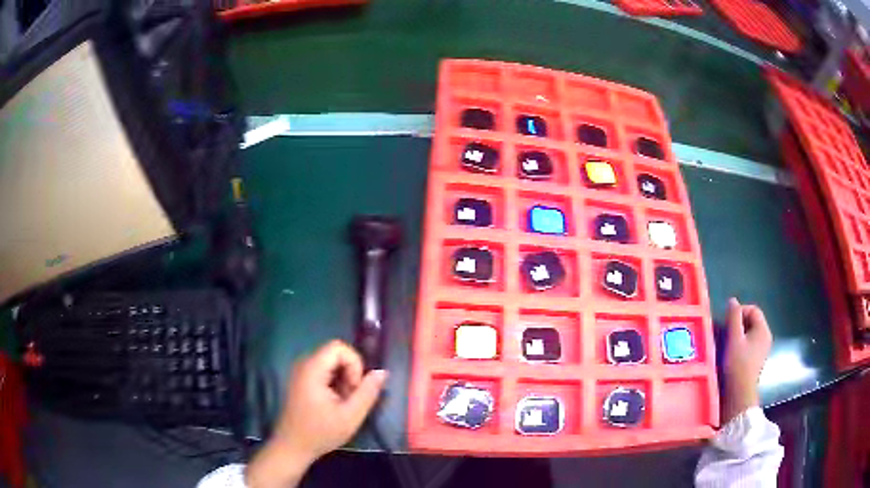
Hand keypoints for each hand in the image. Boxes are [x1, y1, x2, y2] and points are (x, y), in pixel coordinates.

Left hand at [246, 340, 387, 487]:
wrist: (293, 447)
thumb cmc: (320, 433)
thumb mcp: (351, 416)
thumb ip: (368, 392)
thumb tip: (382, 372)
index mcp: (312, 369)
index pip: (339, 347)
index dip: (354, 364)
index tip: (355, 389)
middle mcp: (304, 365)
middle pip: (336, 354)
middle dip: (350, 373)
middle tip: (350, 399)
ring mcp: (301, 372)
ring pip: (331, 363)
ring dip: (343, 380)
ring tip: (343, 403)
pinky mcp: (301, 381)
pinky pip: (323, 371)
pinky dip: (334, 384)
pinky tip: (334, 404)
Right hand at [722, 297, 772, 423]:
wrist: (740, 394)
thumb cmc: (737, 364)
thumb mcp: (734, 338)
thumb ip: (733, 317)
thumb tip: (732, 300)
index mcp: (763, 329)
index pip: (753, 309)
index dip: (739, 311)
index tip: (726, 322)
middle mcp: (766, 337)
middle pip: (752, 321)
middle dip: (738, 324)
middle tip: (724, 332)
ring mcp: (763, 349)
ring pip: (750, 334)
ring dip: (738, 335)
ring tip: (726, 343)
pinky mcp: (757, 360)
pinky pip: (750, 345)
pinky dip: (741, 345)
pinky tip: (732, 354)